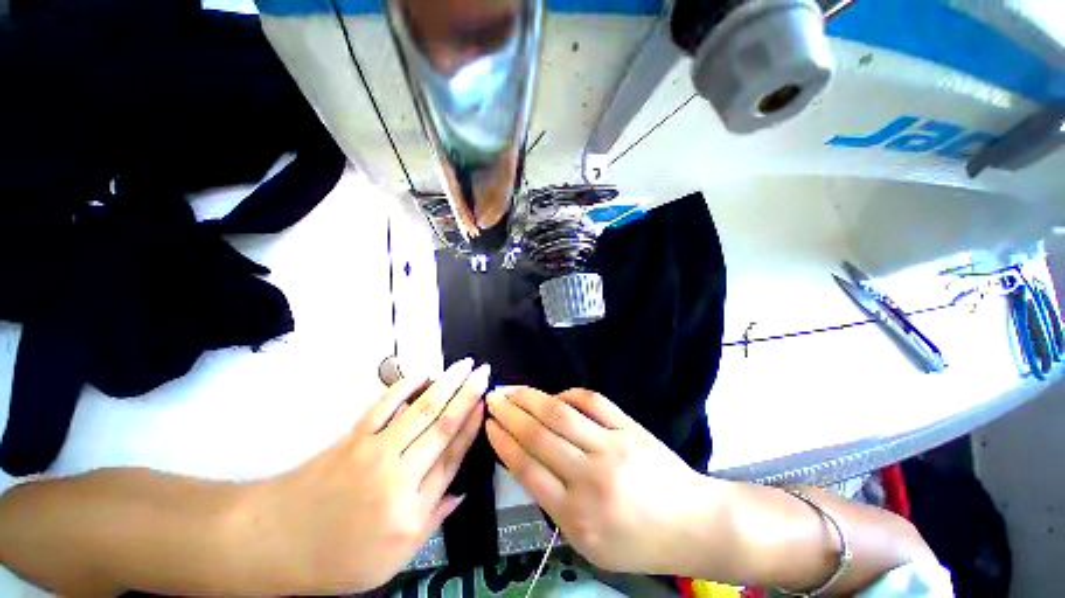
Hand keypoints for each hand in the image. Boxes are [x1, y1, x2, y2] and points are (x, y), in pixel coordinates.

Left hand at [250, 358, 488, 592]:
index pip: (453, 457)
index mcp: (412, 509)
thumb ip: (433, 520)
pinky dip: (405, 385)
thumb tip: (463, 491)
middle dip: (468, 394)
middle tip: (484, 371)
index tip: (485, 402)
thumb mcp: (393, 558)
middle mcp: (398, 474)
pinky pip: (384, 404)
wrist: (274, 541)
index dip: (472, 425)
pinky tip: (423, 374)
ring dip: (446, 383)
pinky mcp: (353, 435)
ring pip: (421, 410)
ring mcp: (374, 450)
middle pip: (443, 426)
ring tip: (464, 365)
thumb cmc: (337, 557)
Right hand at [485, 387, 714, 574]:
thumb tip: (529, 461)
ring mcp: (611, 446)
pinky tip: (555, 394)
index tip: (489, 425)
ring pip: (561, 414)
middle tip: (492, 398)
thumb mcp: (588, 542)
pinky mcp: (628, 427)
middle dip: (510, 414)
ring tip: (511, 389)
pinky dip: (569, 394)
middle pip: (539, 436)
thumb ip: (555, 504)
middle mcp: (590, 477)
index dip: (504, 443)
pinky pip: (592, 401)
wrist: (695, 523)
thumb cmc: (639, 542)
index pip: (528, 469)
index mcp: (576, 516)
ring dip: (530, 398)